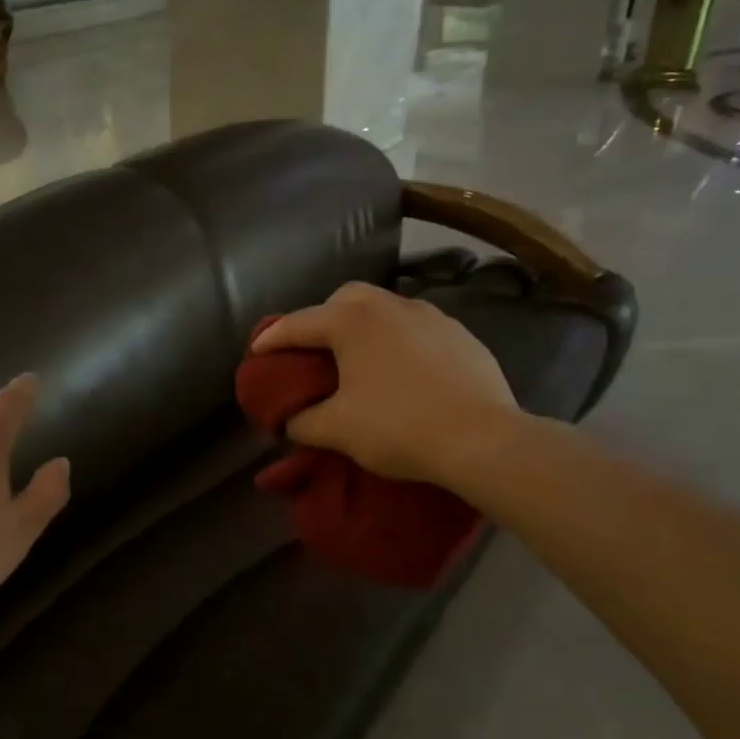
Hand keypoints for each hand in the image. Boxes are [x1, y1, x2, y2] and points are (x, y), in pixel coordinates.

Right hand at [253, 282, 518, 488]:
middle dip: (322, 318)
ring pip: (384, 308)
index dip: (272, 338)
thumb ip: (303, 421)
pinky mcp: (461, 333)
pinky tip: (404, 371)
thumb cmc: (399, 427)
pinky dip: (399, 340)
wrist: (483, 439)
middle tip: (315, 351)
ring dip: (364, 326)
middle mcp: (390, 305)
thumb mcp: (338, 430)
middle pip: (344, 298)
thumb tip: (290, 420)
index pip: (299, 324)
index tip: (257, 351)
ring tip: (360, 359)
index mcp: (352, 321)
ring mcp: (431, 315)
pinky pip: (417, 327)